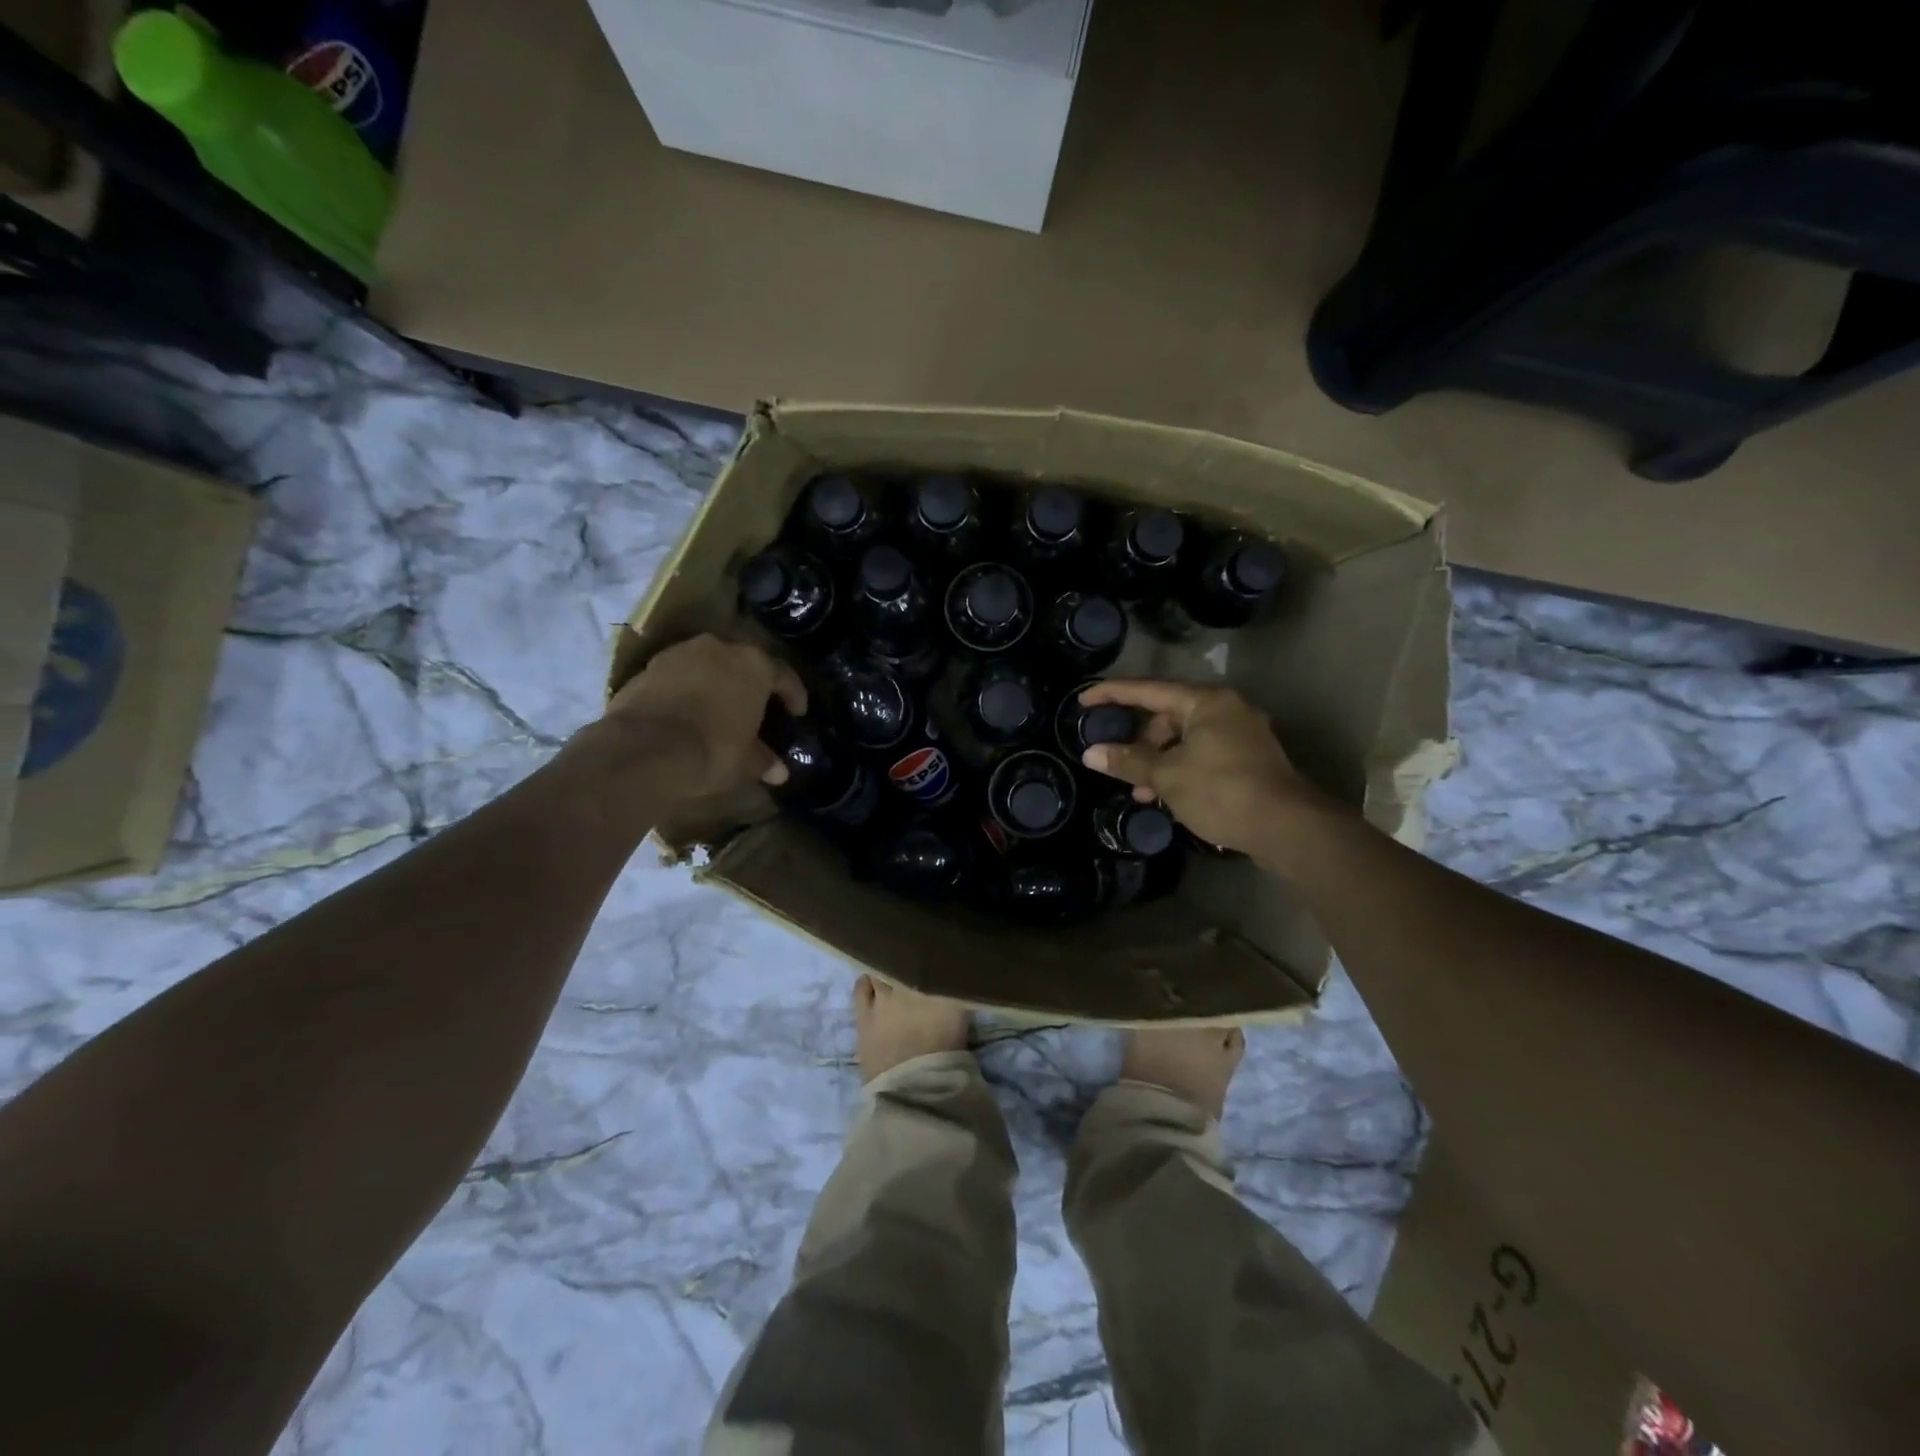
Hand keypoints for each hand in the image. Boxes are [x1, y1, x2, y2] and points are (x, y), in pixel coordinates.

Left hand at [597, 635, 806, 797]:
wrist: (644, 748)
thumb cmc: (712, 750)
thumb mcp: (746, 762)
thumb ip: (764, 760)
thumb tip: (779, 771)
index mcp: (755, 665)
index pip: (784, 675)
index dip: (793, 695)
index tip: (797, 713)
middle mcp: (721, 648)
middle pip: (744, 663)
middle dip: (751, 684)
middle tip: (756, 707)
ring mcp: (682, 653)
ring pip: (709, 664)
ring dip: (716, 682)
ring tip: (718, 708)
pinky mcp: (649, 665)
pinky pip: (678, 675)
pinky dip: (686, 689)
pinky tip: (686, 712)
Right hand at [1077, 679, 1330, 855]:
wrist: (1287, 827)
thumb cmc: (1222, 791)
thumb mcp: (1167, 776)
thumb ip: (1128, 761)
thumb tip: (1091, 753)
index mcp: (1206, 702)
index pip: (1148, 690)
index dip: (1112, 694)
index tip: (1084, 699)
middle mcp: (1227, 709)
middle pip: (1168, 715)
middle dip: (1140, 741)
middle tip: (1119, 763)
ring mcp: (1242, 735)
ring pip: (1186, 739)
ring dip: (1159, 761)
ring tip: (1142, 792)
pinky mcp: (1250, 760)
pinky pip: (1203, 755)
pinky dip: (1181, 769)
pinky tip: (1168, 796)